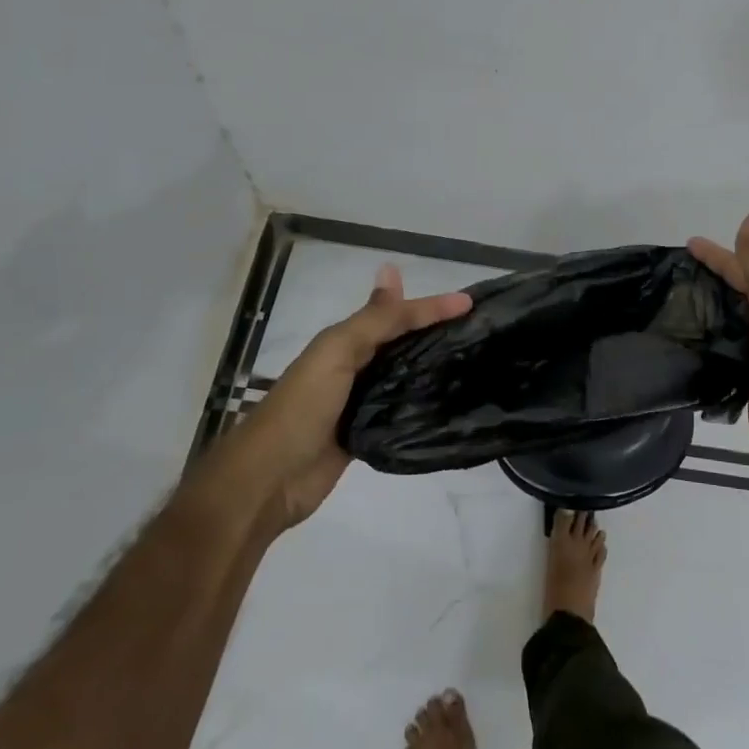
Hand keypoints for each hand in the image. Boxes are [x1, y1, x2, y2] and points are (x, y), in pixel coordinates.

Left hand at [240, 264, 471, 533]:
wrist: (270, 478)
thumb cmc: (303, 406)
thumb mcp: (337, 352)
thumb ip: (373, 320)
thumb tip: (392, 270)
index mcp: (345, 340)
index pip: (396, 314)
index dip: (431, 306)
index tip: (472, 303)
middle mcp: (354, 366)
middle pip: (401, 342)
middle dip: (435, 331)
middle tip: (479, 328)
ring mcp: (360, 402)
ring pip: (404, 375)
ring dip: (432, 366)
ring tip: (474, 361)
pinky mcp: (366, 434)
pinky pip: (400, 411)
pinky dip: (422, 402)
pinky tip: (449, 400)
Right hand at [689, 209, 748, 474]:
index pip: (740, 268)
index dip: (716, 254)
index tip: (687, 244)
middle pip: (732, 293)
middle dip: (707, 280)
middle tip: (671, 276)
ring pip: (723, 322)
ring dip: (701, 312)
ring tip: (666, 306)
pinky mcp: (742, 377)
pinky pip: (717, 352)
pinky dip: (701, 343)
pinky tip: (677, 342)